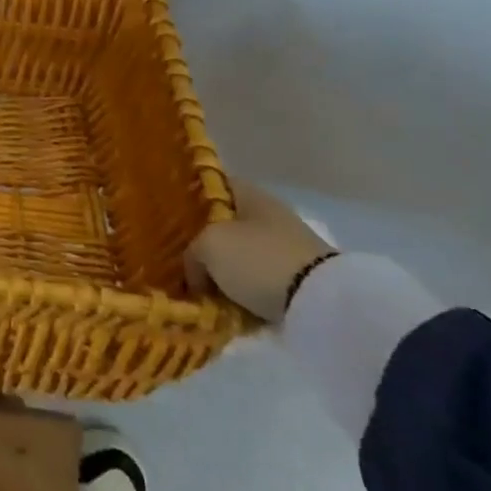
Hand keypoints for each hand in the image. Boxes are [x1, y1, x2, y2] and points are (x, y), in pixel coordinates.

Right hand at [186, 179, 334, 323]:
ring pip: (243, 256)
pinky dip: (244, 293)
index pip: (215, 185)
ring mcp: (288, 250)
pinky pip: (260, 283)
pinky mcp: (300, 283)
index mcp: (251, 195)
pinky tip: (226, 305)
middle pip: (227, 224)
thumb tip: (197, 272)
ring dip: (225, 271)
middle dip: (206, 240)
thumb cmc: (258, 259)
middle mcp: (270, 216)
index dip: (191, 195)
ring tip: (200, 289)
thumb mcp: (208, 246)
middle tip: (180, 257)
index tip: (169, 212)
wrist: (321, 305)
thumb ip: (192, 253)